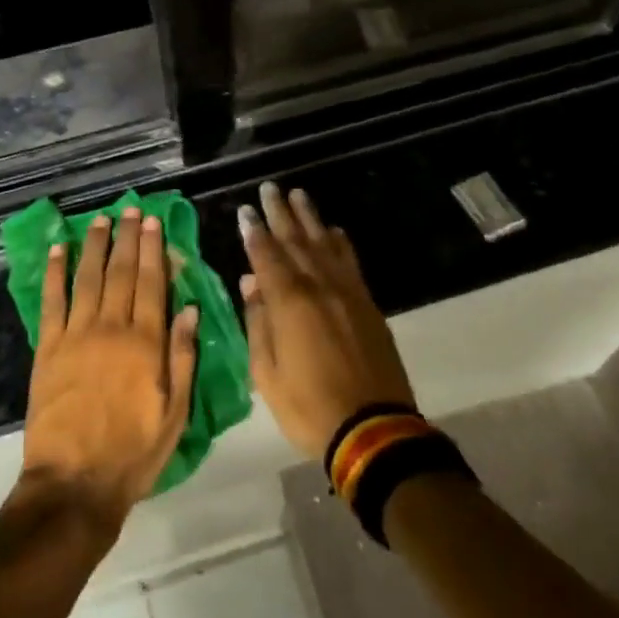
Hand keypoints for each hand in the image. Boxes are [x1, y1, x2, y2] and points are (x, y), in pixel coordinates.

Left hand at [20, 207, 200, 530]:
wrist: (74, 485)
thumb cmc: (133, 453)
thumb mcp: (174, 413)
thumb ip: (182, 357)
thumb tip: (190, 308)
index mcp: (146, 343)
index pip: (152, 283)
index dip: (153, 249)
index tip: (153, 222)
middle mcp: (112, 328)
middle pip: (121, 272)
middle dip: (127, 238)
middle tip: (130, 209)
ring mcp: (77, 335)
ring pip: (88, 278)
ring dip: (95, 245)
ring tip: (100, 219)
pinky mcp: (48, 348)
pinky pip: (52, 301)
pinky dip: (55, 272)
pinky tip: (58, 248)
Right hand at [237, 182, 415, 459]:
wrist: (373, 429)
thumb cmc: (309, 406)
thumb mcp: (267, 374)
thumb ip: (257, 323)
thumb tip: (250, 283)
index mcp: (289, 302)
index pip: (266, 256)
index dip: (254, 232)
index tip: (245, 210)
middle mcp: (318, 286)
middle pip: (295, 240)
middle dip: (280, 213)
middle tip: (270, 188)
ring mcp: (346, 292)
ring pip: (324, 243)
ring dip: (310, 218)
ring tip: (298, 195)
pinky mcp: (367, 304)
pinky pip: (350, 262)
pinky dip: (340, 242)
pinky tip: (333, 231)